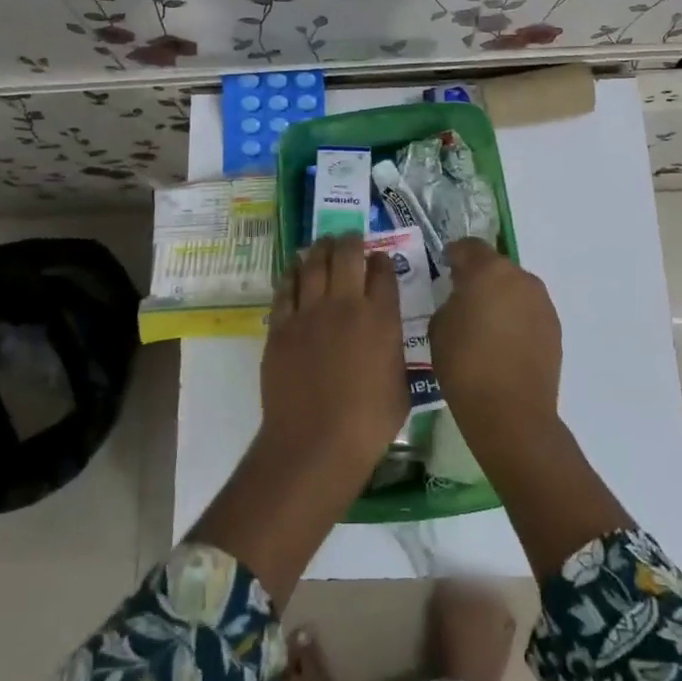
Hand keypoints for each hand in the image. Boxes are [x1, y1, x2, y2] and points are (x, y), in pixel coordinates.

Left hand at [189, 236, 406, 602]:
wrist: (314, 442)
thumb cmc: (367, 423)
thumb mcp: (400, 385)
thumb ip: (394, 352)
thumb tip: (387, 338)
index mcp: (380, 318)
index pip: (382, 272)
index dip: (381, 261)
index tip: (379, 260)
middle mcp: (345, 305)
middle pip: (347, 256)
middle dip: (351, 241)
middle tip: (350, 238)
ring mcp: (309, 313)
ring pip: (313, 264)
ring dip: (320, 249)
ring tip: (323, 244)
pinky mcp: (281, 326)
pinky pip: (285, 289)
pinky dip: (292, 273)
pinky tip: (295, 268)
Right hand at [431, 240, 630, 580]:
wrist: (511, 413)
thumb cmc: (465, 365)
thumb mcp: (438, 327)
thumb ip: (450, 301)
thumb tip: (461, 299)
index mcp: (488, 270)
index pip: (468, 246)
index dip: (454, 255)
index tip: (444, 269)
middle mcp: (520, 278)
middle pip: (495, 266)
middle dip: (479, 277)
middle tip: (462, 300)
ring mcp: (542, 303)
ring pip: (514, 289)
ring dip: (500, 298)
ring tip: (484, 325)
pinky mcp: (554, 328)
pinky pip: (528, 311)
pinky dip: (515, 319)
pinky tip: (503, 344)